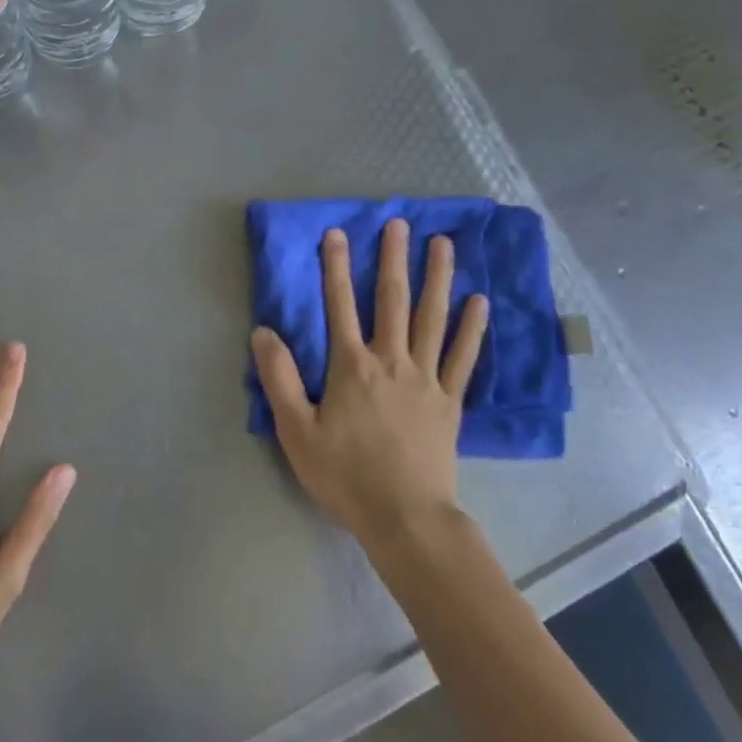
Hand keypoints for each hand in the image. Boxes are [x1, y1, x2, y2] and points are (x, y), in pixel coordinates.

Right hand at [251, 220, 487, 549]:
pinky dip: (472, 327)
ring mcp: (426, 378)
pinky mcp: (450, 400)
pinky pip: (463, 356)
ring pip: (432, 318)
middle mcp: (391, 361)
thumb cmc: (345, 476)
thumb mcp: (296, 432)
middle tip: (400, 223)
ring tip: (444, 244)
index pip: (339, 306)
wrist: (404, 517)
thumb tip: (263, 331)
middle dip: (393, 259)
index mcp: (351, 367)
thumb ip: (279, 379)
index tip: (337, 233)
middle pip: (392, 300)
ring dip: (437, 278)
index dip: (335, 267)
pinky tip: (479, 301)